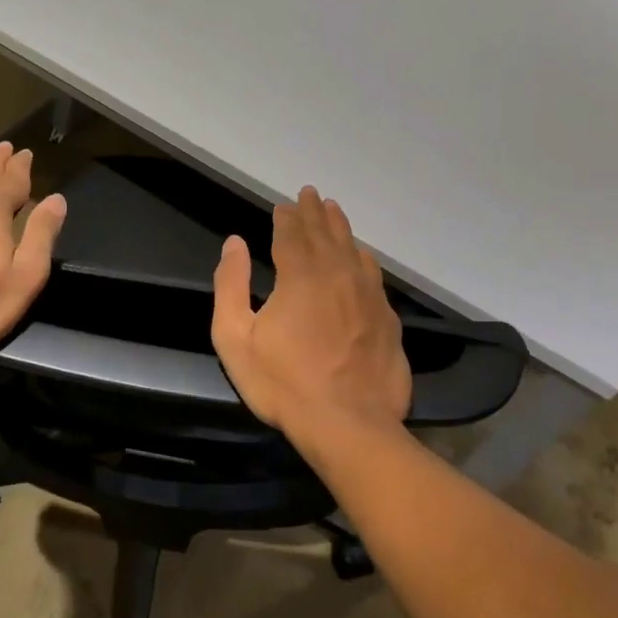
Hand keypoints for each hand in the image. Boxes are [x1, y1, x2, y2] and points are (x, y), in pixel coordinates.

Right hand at [211, 185, 411, 443]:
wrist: (348, 424)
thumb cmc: (283, 383)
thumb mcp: (235, 338)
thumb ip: (230, 285)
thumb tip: (234, 243)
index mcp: (300, 276)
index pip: (292, 234)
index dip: (286, 217)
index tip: (283, 205)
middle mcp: (338, 275)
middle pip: (325, 233)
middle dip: (313, 211)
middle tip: (310, 193)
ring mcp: (367, 295)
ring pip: (353, 248)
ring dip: (340, 226)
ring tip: (333, 210)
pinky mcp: (387, 318)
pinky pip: (373, 273)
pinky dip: (362, 256)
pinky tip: (361, 255)